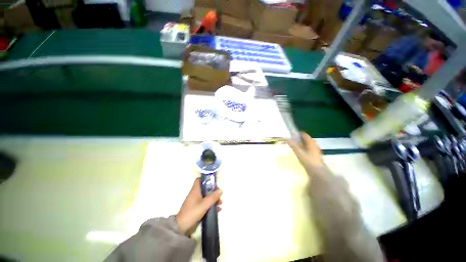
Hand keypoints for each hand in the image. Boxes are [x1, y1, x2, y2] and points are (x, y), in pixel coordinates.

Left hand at [176, 178, 222, 235]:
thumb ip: (213, 197)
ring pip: (206, 197)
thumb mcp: (204, 204)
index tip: (214, 182)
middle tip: (219, 195)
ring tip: (220, 203)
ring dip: (214, 199)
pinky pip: (206, 204)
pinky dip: (211, 205)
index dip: (206, 179)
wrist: (182, 228)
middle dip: (213, 191)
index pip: (199, 180)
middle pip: (205, 188)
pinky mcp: (197, 209)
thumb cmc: (193, 212)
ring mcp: (196, 202)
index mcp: (195, 190)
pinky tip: (218, 209)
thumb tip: (220, 190)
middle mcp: (195, 194)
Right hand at [287, 132, 323, 170]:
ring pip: (307, 145)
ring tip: (293, 147)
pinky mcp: (315, 156)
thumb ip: (293, 145)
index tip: (291, 135)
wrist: (318, 172)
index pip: (304, 134)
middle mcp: (314, 145)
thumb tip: (287, 138)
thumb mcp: (299, 152)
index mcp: (311, 142)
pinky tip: (299, 153)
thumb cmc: (308, 161)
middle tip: (291, 141)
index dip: (297, 134)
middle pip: (305, 139)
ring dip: (300, 145)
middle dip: (298, 139)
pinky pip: (308, 149)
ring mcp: (315, 150)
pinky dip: (303, 149)